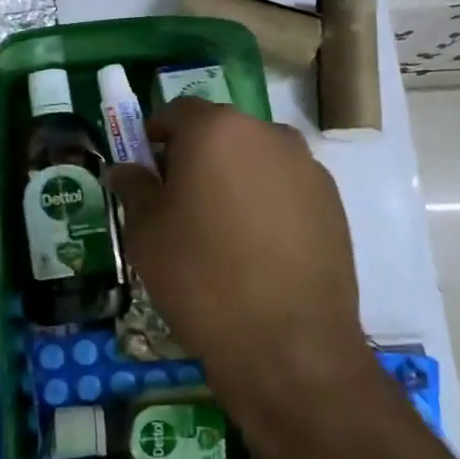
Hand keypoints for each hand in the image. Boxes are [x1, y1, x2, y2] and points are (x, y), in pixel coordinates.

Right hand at [106, 99, 366, 432]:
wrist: (288, 346)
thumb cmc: (201, 278)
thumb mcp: (146, 233)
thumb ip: (134, 188)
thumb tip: (126, 169)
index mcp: (216, 129)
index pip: (176, 112)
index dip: (154, 136)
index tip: (144, 168)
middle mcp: (267, 134)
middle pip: (220, 133)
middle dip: (195, 157)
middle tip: (177, 202)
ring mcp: (306, 168)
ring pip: (255, 160)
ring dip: (232, 178)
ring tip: (219, 229)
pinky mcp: (333, 203)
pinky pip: (285, 188)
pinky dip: (265, 202)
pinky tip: (256, 249)